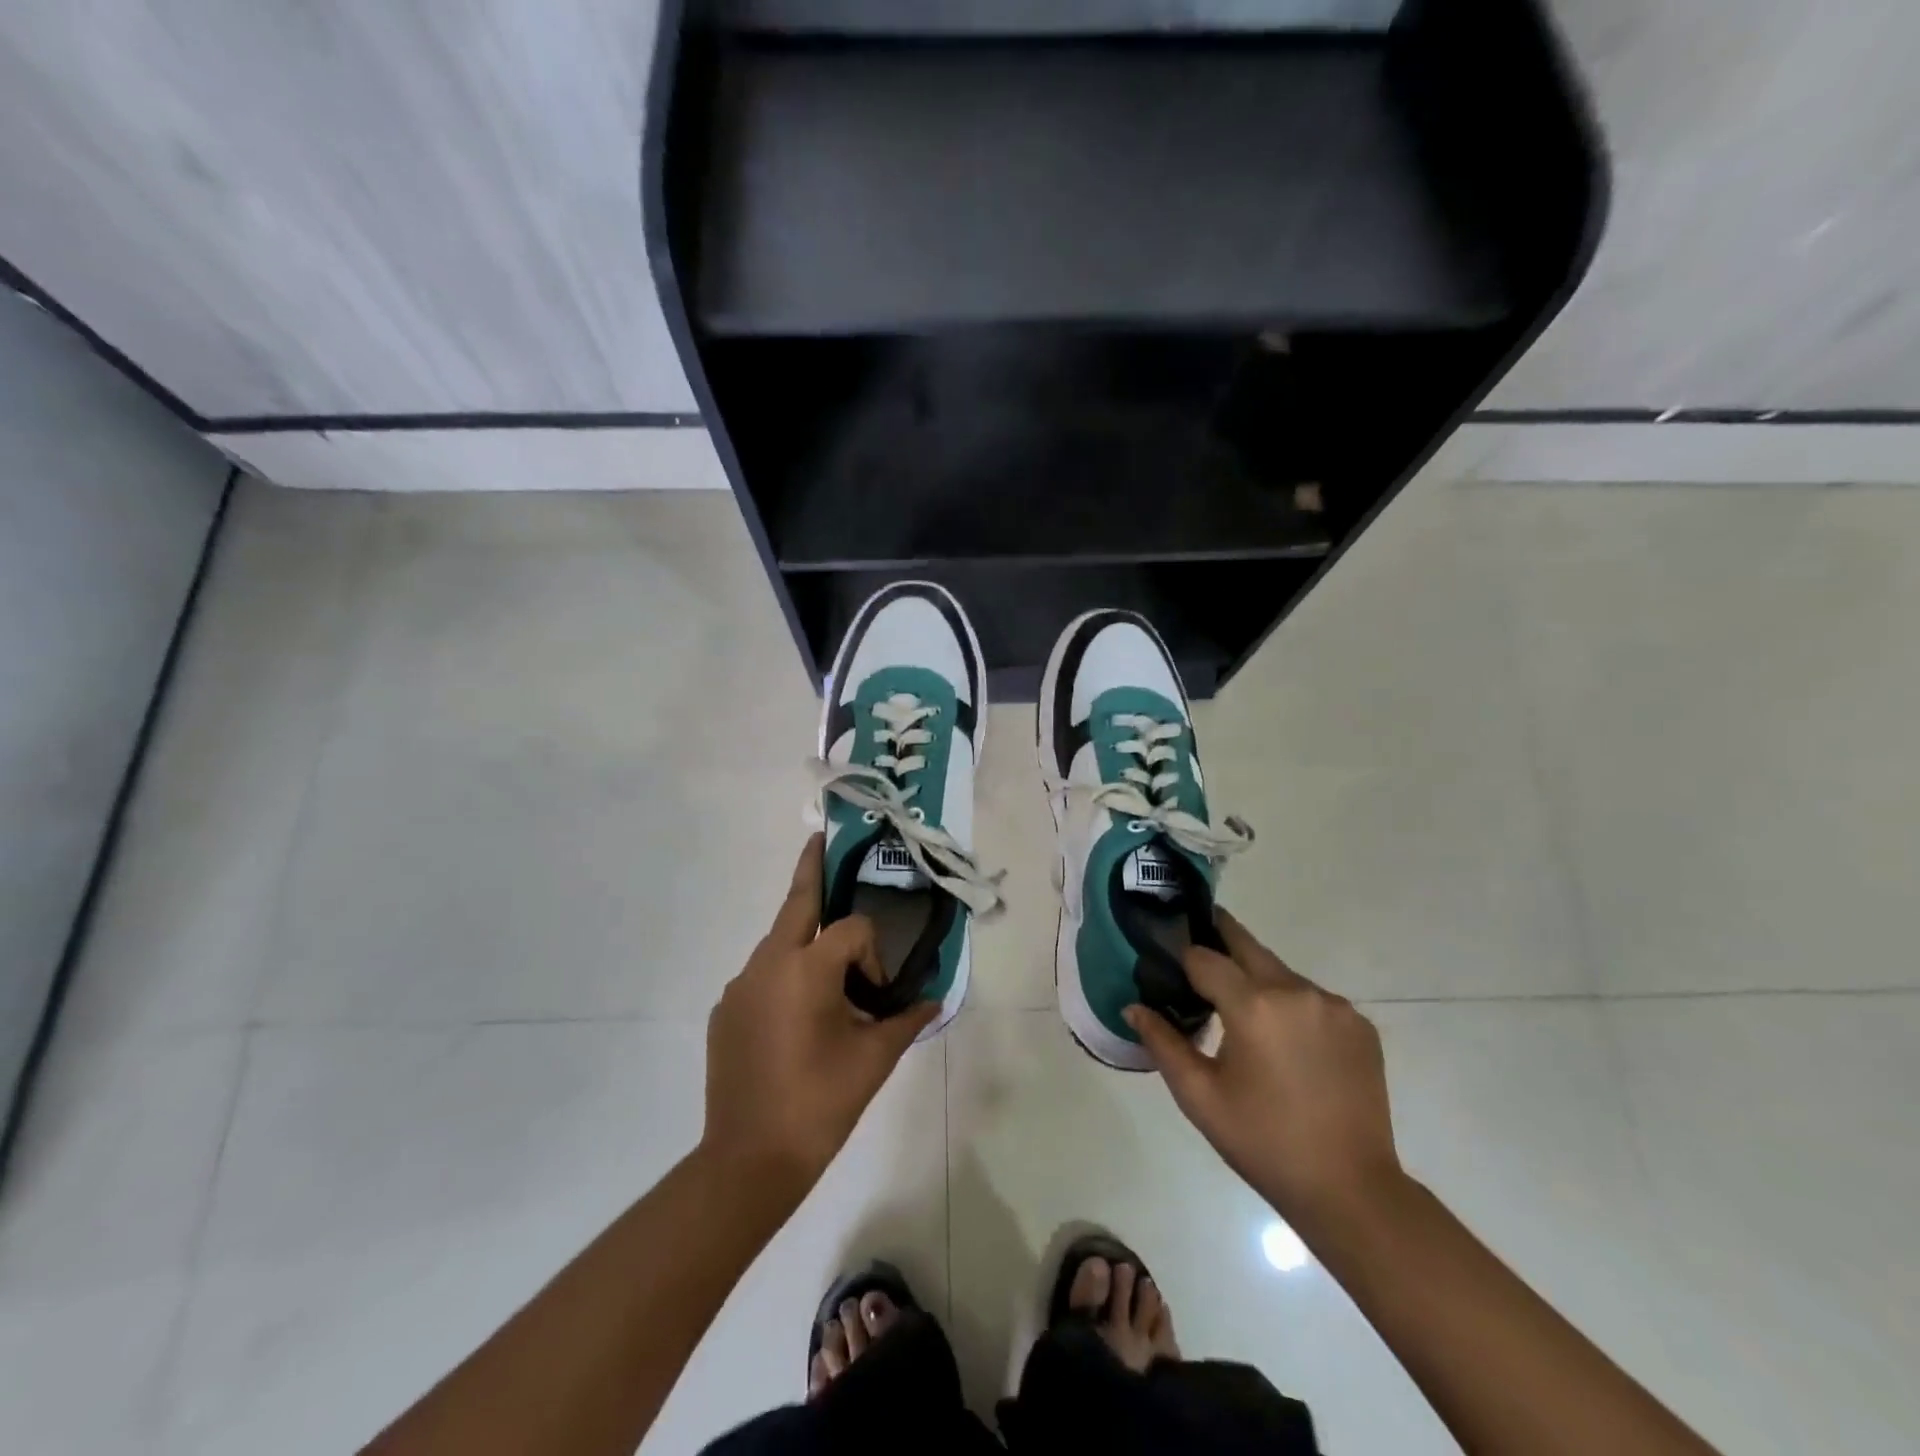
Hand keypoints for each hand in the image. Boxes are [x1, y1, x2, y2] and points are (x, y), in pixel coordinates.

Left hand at [702, 835, 935, 1194]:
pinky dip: (784, 979)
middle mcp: (766, 964)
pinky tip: (796, 1020)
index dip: (873, 956)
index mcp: (805, 968)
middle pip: (796, 902)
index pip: (852, 930)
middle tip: (820, 839)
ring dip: (805, 943)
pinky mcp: (723, 1011)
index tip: (877, 995)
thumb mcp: (874, 1060)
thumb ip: (907, 1020)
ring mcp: (739, 986)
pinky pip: (761, 978)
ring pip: (778, 944)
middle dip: (812, 869)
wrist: (747, 1160)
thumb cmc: (819, 1103)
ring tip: (829, 978)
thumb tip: (935, 1000)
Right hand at [1125, 911, 1402, 1232]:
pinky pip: (1312, 998)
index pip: (1204, 957)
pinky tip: (1286, 1042)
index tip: (1168, 965)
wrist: (1351, 1190)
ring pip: (1280, 972)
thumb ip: (1163, 1043)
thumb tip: (1133, 1007)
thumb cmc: (1263, 1142)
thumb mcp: (1200, 1096)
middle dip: (1218, 939)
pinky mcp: (1360, 1024)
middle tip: (1197, 957)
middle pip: (1246, 945)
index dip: (1182, 959)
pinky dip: (1291, 1006)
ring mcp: (1334, 1005)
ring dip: (1257, 980)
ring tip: (1243, 1017)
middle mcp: (1297, 991)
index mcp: (1254, 1006)